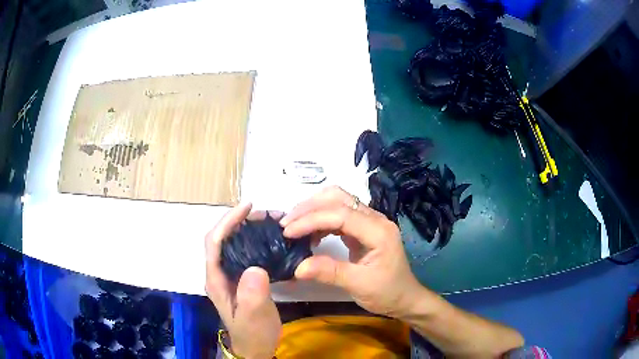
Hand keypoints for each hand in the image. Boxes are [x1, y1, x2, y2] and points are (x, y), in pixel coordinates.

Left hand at [205, 203, 281, 358]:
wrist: (255, 347)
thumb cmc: (253, 333)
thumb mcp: (254, 316)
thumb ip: (252, 295)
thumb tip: (256, 267)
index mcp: (216, 279)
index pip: (215, 242)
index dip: (228, 221)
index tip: (248, 207)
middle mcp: (219, 272)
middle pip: (223, 238)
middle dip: (239, 221)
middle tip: (266, 214)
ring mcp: (230, 275)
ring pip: (234, 243)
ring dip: (248, 229)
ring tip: (271, 222)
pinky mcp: (241, 278)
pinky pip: (245, 252)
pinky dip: (255, 241)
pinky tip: (271, 240)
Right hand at [280, 186, 423, 318]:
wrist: (405, 297)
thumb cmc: (387, 292)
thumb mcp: (360, 285)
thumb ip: (330, 273)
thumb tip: (298, 267)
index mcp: (379, 231)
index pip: (341, 214)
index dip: (311, 220)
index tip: (287, 232)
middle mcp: (375, 219)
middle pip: (338, 198)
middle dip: (309, 207)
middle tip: (286, 224)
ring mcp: (369, 221)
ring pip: (337, 202)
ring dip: (313, 210)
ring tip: (293, 227)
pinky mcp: (363, 228)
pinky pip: (338, 215)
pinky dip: (320, 220)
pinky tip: (310, 235)